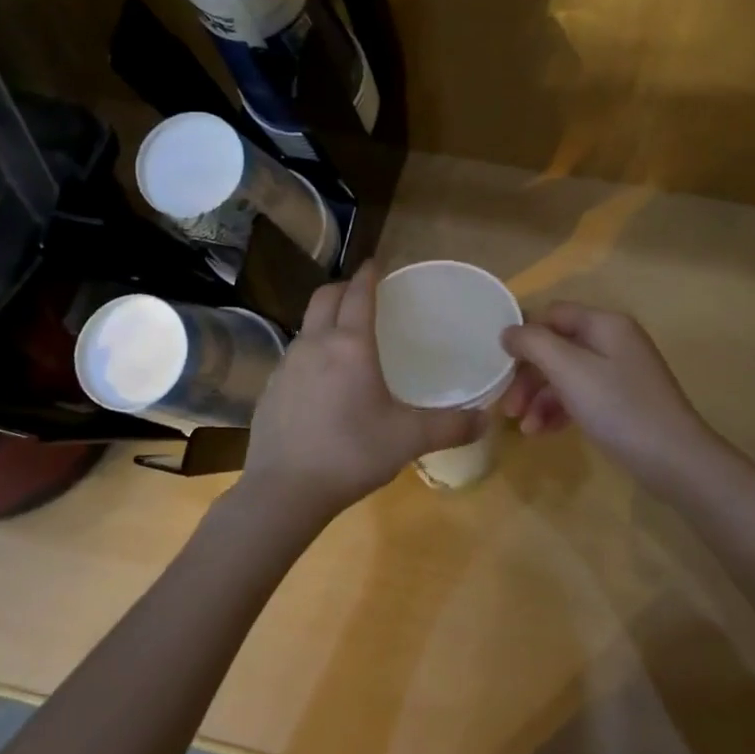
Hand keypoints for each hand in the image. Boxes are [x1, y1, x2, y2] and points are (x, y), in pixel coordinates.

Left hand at [242, 266, 484, 519]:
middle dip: (342, 288)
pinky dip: (310, 352)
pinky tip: (320, 382)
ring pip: (306, 326)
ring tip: (343, 337)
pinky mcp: (268, 390)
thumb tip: (486, 420)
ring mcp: (286, 366)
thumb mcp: (408, 439)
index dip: (368, 275)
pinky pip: (293, 356)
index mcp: (350, 346)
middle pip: (324, 298)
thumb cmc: (351, 453)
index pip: (358, 294)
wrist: (283, 490)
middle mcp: (315, 345)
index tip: (375, 263)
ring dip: (324, 320)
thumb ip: (450, 427)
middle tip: (361, 293)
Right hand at [501, 303, 714, 487]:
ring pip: (566, 374)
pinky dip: (560, 410)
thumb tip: (509, 331)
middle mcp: (614, 340)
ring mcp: (620, 372)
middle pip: (557, 346)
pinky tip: (544, 432)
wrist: (675, 461)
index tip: (499, 366)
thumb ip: (534, 344)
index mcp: (605, 323)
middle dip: (528, 375)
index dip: (524, 335)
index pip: (552, 314)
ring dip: (540, 397)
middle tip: (508, 407)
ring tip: (524, 429)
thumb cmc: (619, 408)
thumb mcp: (569, 370)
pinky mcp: (623, 401)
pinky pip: (581, 395)